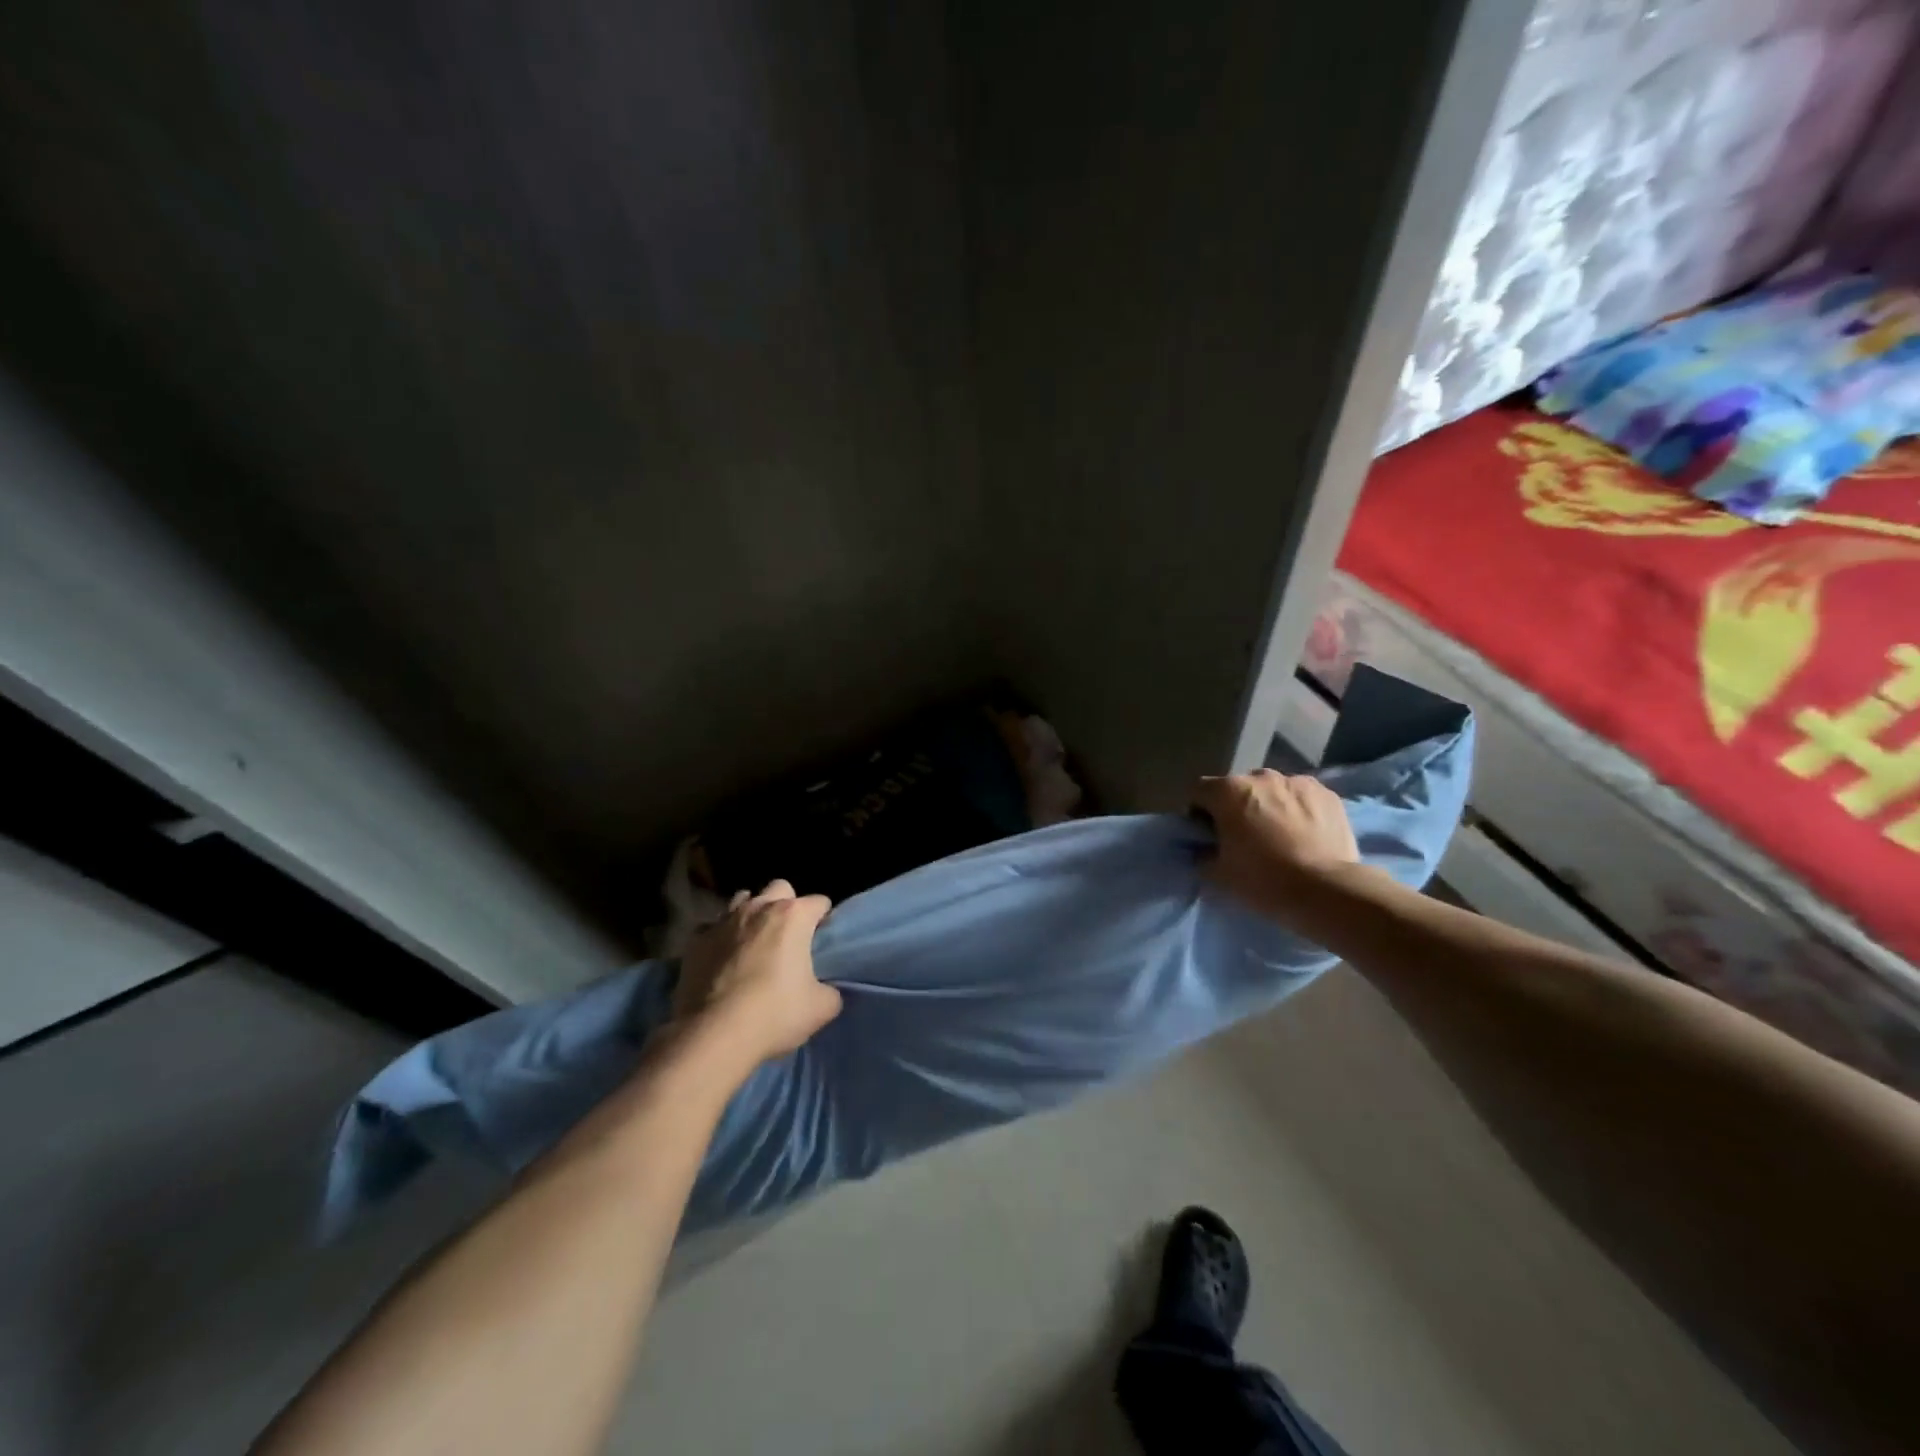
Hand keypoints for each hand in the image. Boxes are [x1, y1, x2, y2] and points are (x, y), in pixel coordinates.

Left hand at [672, 880, 841, 1066]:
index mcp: (793, 916)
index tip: (822, 941)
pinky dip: (720, 937)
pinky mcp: (696, 941)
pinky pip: (712, 927)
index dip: (824, 919)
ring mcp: (723, 921)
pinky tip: (722, 959)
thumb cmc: (775, 1014)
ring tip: (753, 942)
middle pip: (779, 888)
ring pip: (743, 900)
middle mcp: (759, 908)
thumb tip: (825, 989)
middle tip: (788, 936)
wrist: (714, 1035)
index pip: (819, 902)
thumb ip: (830, 990)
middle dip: (787, 905)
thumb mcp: (822, 1008)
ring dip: (752, 915)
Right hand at [1191, 769, 1360, 921]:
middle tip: (1244, 837)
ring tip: (1279, 835)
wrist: (1327, 890)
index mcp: (1228, 791)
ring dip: (1268, 805)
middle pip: (1237, 788)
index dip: (1198, 812)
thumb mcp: (1218, 874)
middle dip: (1235, 807)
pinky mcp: (1327, 794)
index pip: (1198, 791)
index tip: (1208, 835)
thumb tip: (1204, 849)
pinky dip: (1298, 809)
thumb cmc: (1263, 880)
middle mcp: (1261, 776)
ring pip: (1272, 789)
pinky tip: (1305, 834)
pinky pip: (1302, 797)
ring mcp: (1297, 782)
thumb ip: (1202, 854)